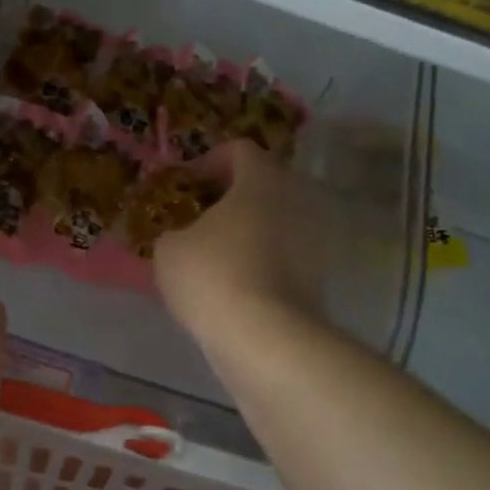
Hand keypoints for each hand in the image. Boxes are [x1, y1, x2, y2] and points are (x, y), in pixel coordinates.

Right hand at [154, 141, 328, 341]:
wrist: (266, 339)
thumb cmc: (213, 275)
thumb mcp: (169, 248)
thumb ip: (174, 231)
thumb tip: (183, 237)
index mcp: (262, 179)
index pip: (240, 150)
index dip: (209, 161)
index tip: (187, 186)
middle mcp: (297, 199)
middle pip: (263, 185)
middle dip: (231, 198)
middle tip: (199, 219)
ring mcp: (315, 240)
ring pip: (276, 222)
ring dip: (249, 232)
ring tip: (214, 256)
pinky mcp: (320, 278)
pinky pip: (285, 256)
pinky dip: (262, 263)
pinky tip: (234, 287)